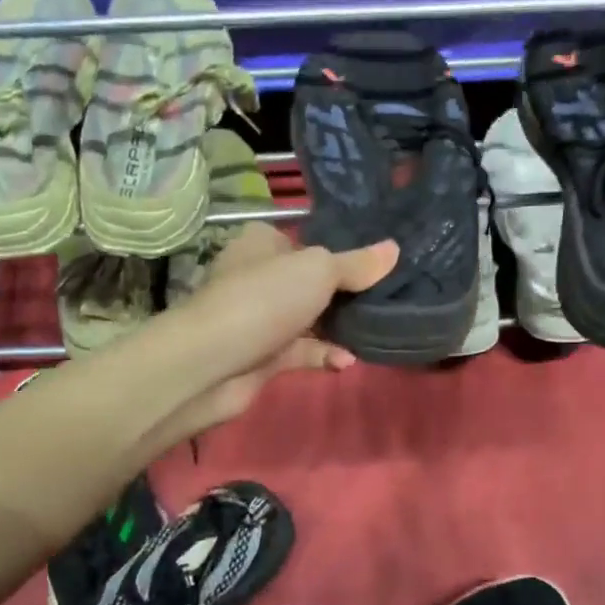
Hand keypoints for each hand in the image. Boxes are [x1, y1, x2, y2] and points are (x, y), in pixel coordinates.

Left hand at [145, 223, 397, 441]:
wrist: (211, 364)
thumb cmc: (264, 299)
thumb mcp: (318, 271)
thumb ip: (356, 264)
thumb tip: (394, 249)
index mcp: (262, 244)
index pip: (304, 240)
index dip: (337, 250)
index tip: (375, 263)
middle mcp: (257, 276)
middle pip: (308, 281)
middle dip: (344, 291)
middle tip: (385, 297)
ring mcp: (258, 318)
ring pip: (307, 318)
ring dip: (337, 326)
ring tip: (375, 328)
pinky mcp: (261, 356)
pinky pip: (301, 351)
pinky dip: (324, 354)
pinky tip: (346, 361)